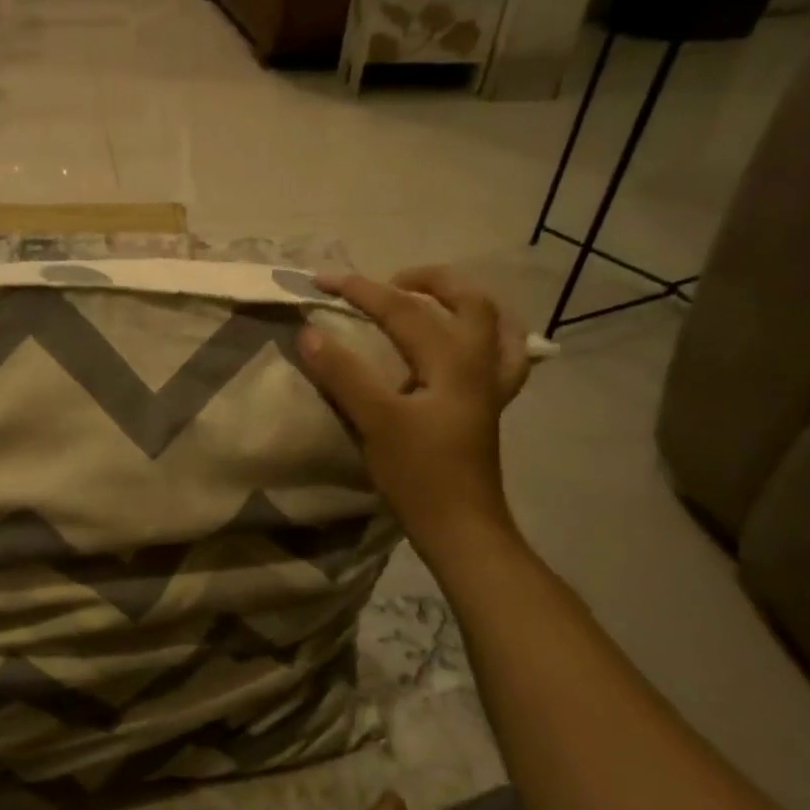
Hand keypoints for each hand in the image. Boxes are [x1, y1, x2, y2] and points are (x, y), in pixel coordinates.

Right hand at [298, 267, 529, 554]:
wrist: (460, 528)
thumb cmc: (420, 475)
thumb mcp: (376, 422)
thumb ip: (344, 374)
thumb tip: (309, 333)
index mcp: (454, 361)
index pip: (405, 310)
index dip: (361, 291)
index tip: (322, 281)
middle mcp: (480, 363)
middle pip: (470, 300)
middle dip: (428, 281)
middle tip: (387, 284)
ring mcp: (491, 386)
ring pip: (494, 324)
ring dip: (462, 303)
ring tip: (429, 302)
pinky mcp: (487, 408)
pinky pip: (499, 357)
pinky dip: (483, 338)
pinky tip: (461, 346)